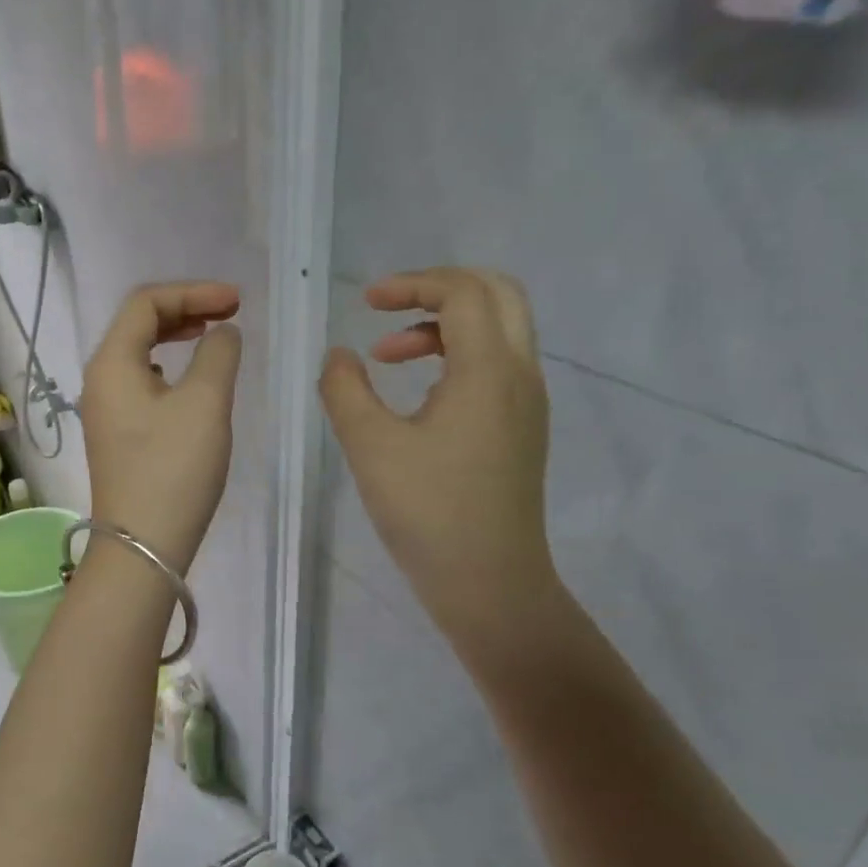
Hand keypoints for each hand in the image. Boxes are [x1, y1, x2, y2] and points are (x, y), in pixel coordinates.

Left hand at [82, 281, 242, 572]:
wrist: (144, 545)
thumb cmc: (173, 469)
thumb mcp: (205, 403)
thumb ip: (218, 354)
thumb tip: (223, 333)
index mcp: (111, 363)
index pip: (146, 303)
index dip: (193, 292)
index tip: (237, 302)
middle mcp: (100, 380)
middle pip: (138, 324)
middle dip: (185, 310)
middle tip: (229, 314)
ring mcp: (105, 410)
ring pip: (139, 354)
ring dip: (176, 338)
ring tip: (212, 338)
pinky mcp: (118, 436)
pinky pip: (142, 384)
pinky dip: (170, 369)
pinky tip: (190, 383)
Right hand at [320, 268, 568, 673]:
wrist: (489, 583)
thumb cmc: (427, 512)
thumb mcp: (370, 446)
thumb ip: (345, 389)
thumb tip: (339, 356)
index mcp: (488, 370)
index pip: (463, 292)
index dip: (413, 284)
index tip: (366, 303)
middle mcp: (520, 374)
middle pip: (498, 294)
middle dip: (439, 289)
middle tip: (389, 308)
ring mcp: (528, 403)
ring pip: (499, 329)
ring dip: (445, 325)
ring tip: (389, 355)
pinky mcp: (523, 428)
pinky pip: (497, 364)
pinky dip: (458, 355)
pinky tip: (418, 392)